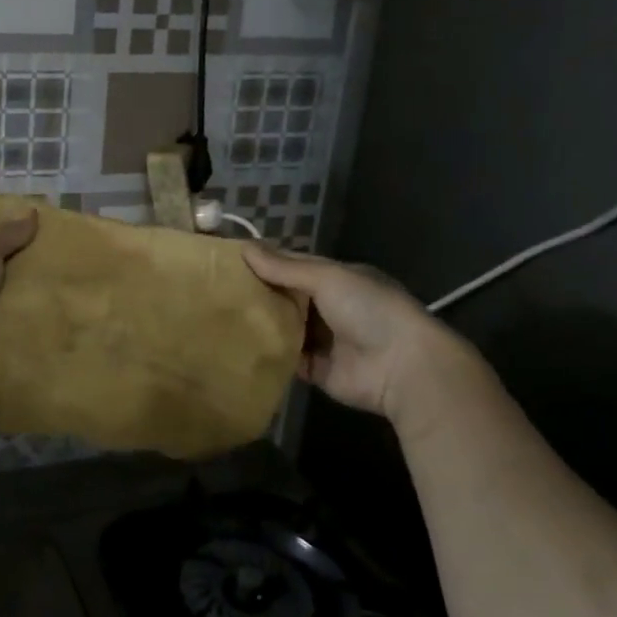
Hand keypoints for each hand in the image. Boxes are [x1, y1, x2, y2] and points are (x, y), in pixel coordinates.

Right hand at [241, 242, 475, 426]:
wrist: (402, 368)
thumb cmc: (369, 310)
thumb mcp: (328, 278)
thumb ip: (285, 267)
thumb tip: (243, 247)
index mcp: (337, 279)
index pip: (293, 265)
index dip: (263, 261)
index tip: (227, 260)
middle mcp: (329, 306)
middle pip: (285, 296)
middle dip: (256, 293)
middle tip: (214, 289)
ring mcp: (322, 339)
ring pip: (282, 327)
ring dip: (259, 323)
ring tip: (218, 316)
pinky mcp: (315, 369)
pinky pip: (285, 359)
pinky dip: (266, 353)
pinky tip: (236, 347)